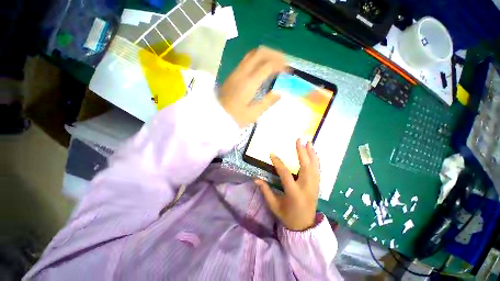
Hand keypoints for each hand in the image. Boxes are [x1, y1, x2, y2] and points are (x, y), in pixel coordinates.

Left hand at [219, 46, 286, 127]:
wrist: (215, 114)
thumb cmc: (234, 117)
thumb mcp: (253, 114)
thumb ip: (267, 102)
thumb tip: (280, 92)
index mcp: (249, 83)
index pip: (268, 65)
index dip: (281, 65)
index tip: (289, 71)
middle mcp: (243, 72)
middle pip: (261, 52)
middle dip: (276, 54)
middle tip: (284, 64)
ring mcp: (237, 71)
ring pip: (253, 53)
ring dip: (267, 54)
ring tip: (276, 64)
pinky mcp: (234, 73)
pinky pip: (248, 58)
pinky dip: (259, 58)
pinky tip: (263, 67)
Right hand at [255, 139, 320, 230]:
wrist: (304, 226)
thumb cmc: (287, 216)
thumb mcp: (274, 206)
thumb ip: (265, 191)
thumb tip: (256, 179)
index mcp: (294, 193)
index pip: (285, 174)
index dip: (278, 163)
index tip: (272, 153)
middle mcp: (306, 188)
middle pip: (306, 167)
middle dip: (302, 152)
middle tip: (299, 140)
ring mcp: (314, 186)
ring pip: (314, 167)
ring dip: (311, 154)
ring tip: (308, 142)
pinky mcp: (317, 186)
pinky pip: (317, 170)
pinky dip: (315, 160)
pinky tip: (313, 153)